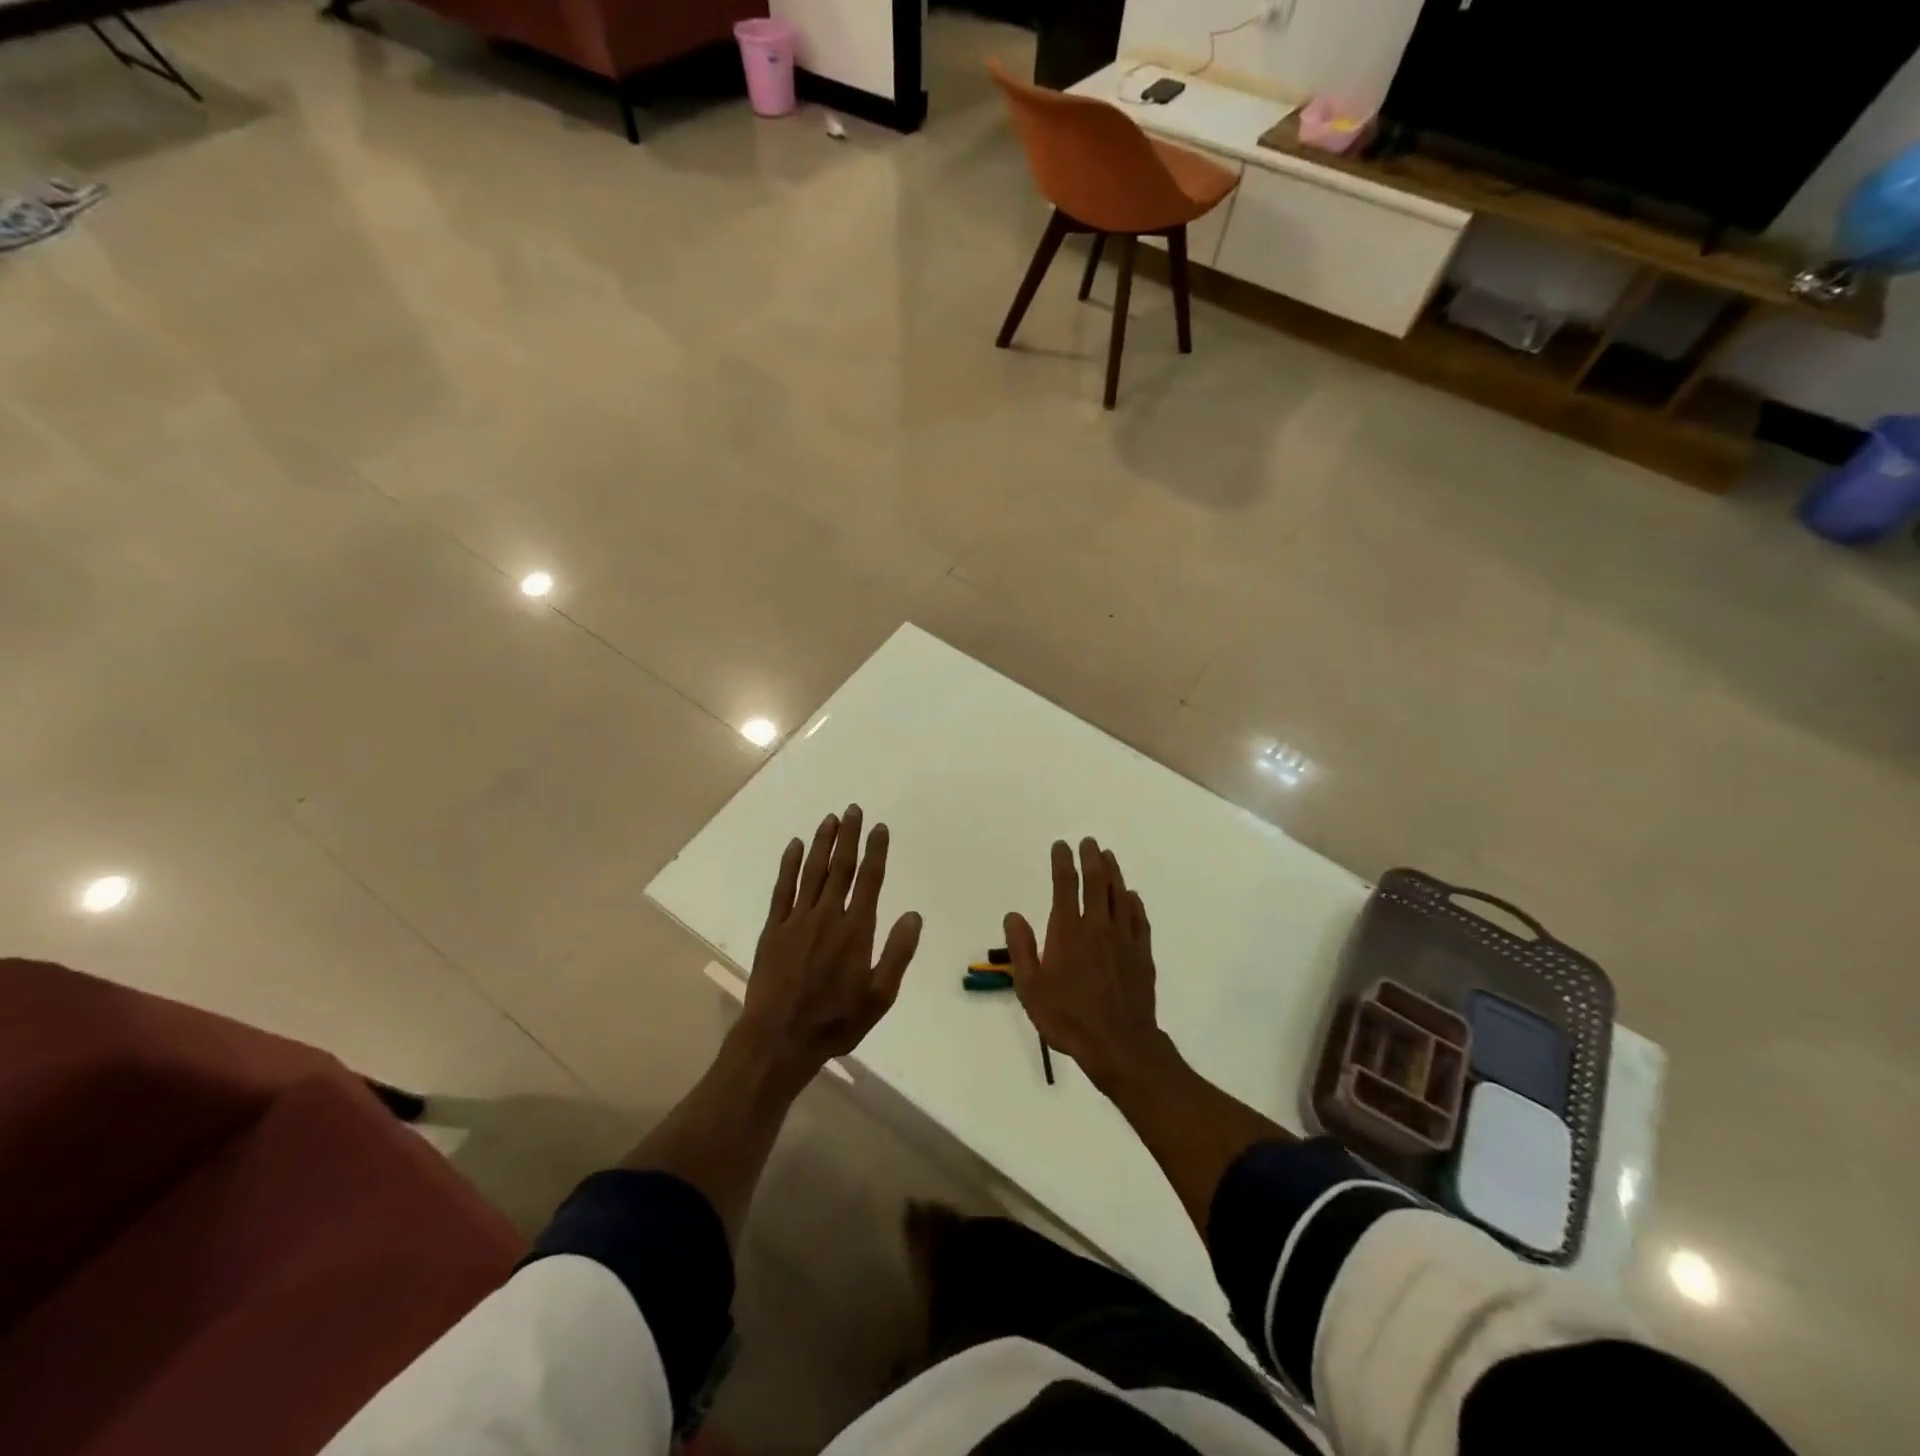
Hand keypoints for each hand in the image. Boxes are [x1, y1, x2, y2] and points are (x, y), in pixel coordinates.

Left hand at [739, 804, 922, 1082]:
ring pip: (813, 871)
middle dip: (849, 836)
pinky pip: (783, 888)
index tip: (879, 828)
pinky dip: (789, 865)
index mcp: (856, 930)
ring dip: (822, 843)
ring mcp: (797, 920)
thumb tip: (914, 916)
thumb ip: (897, 954)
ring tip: (829, 819)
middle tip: (853, 809)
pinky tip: (794, 846)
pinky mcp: (774, 928)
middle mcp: (828, 916)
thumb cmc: (835, 1021)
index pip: (870, 880)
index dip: (876, 851)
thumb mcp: (879, 997)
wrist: (779, 1039)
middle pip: (841, 867)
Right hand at [1003, 838, 1170, 1090]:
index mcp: (1068, 931)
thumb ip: (1021, 948)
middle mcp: (1098, 927)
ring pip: (1120, 895)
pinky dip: (1133, 903)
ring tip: (1109, 856)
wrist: (1119, 1044)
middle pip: (1097, 882)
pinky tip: (1131, 897)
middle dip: (1092, 858)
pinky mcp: (1142, 954)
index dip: (1062, 862)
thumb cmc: (1067, 1017)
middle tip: (1089, 842)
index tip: (1061, 846)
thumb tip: (1014, 915)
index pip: (1065, 886)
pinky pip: (1139, 919)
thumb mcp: (1030, 988)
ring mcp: (1124, 939)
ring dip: (1114, 873)